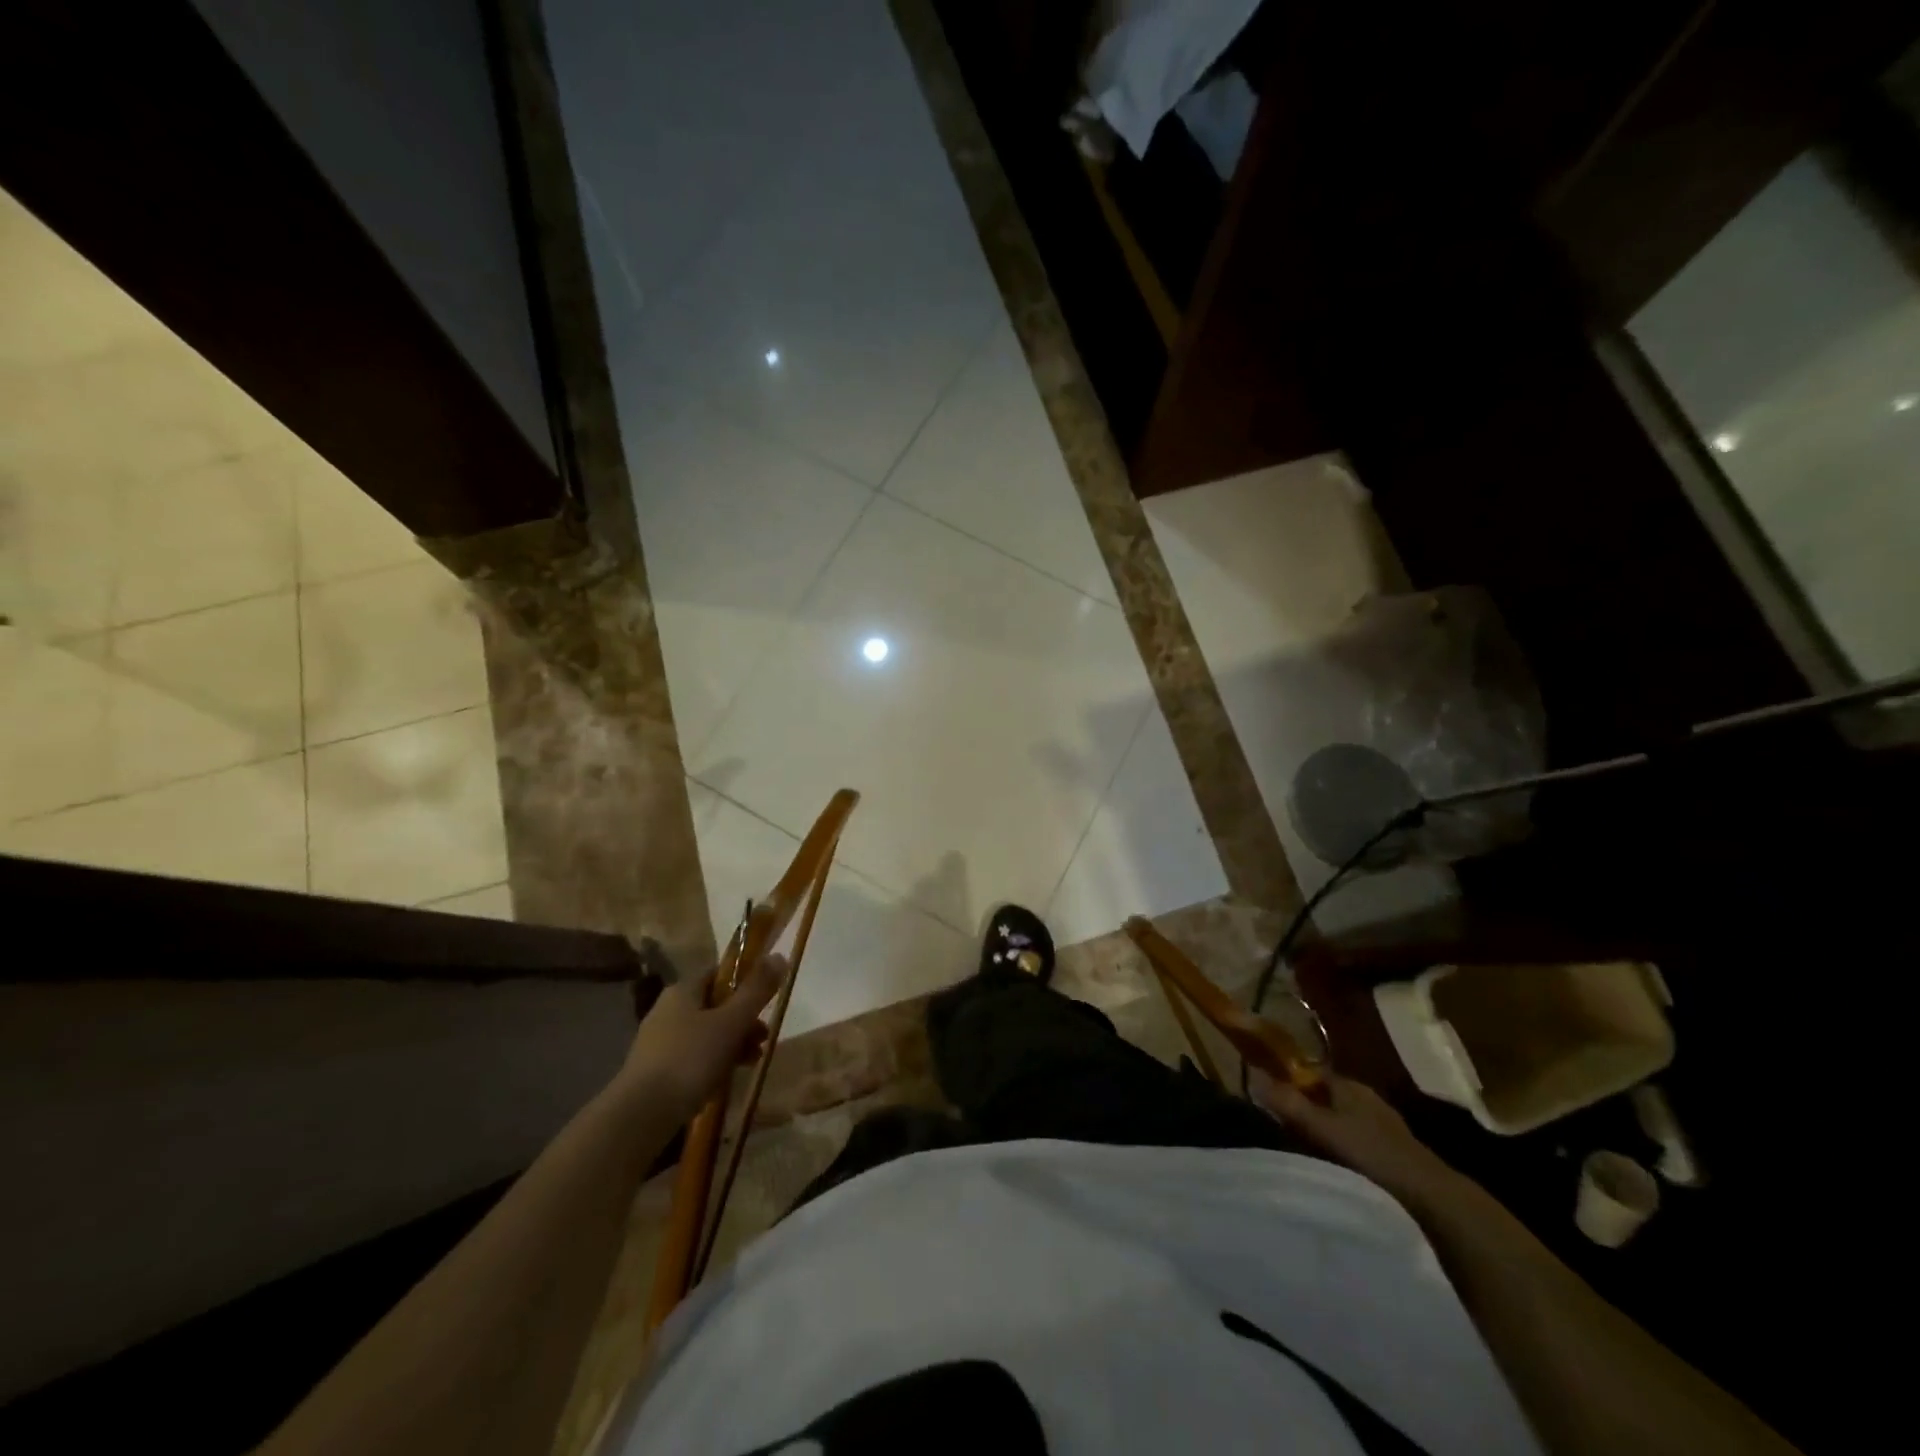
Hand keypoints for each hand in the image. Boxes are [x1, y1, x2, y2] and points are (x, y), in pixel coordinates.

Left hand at [618, 954, 787, 1122]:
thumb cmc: (690, 1059)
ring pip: (707, 1033)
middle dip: (744, 1020)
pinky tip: (727, 1080)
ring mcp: (660, 1042)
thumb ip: (756, 990)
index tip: (766, 1001)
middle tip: (765, 1037)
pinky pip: (694, 1057)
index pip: (720, 974)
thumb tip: (780, 955)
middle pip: (716, 1005)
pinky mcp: (657, 1071)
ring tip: (752, 1061)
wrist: (640, 1116)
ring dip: (733, 1043)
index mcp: (683, 991)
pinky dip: (714, 1063)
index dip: (745, 982)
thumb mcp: (731, 1022)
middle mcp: (668, 1010)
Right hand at [1251, 1068, 1456, 1207]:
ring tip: (1300, 1150)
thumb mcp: (1323, 1128)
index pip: (1311, 1072)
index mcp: (1350, 1086)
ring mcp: (1383, 1128)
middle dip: (1304, 1107)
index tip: (1267, 1095)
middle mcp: (1366, 1100)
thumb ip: (1288, 1104)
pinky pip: (1355, 1143)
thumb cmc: (1372, 1154)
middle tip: (1278, 1127)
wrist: (1432, 1199)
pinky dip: (1340, 1150)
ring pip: (1341, 1120)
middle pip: (1325, 1097)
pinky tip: (1330, 1167)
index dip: (1289, 1080)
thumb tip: (1251, 1075)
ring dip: (1323, 1131)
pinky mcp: (1393, 1155)